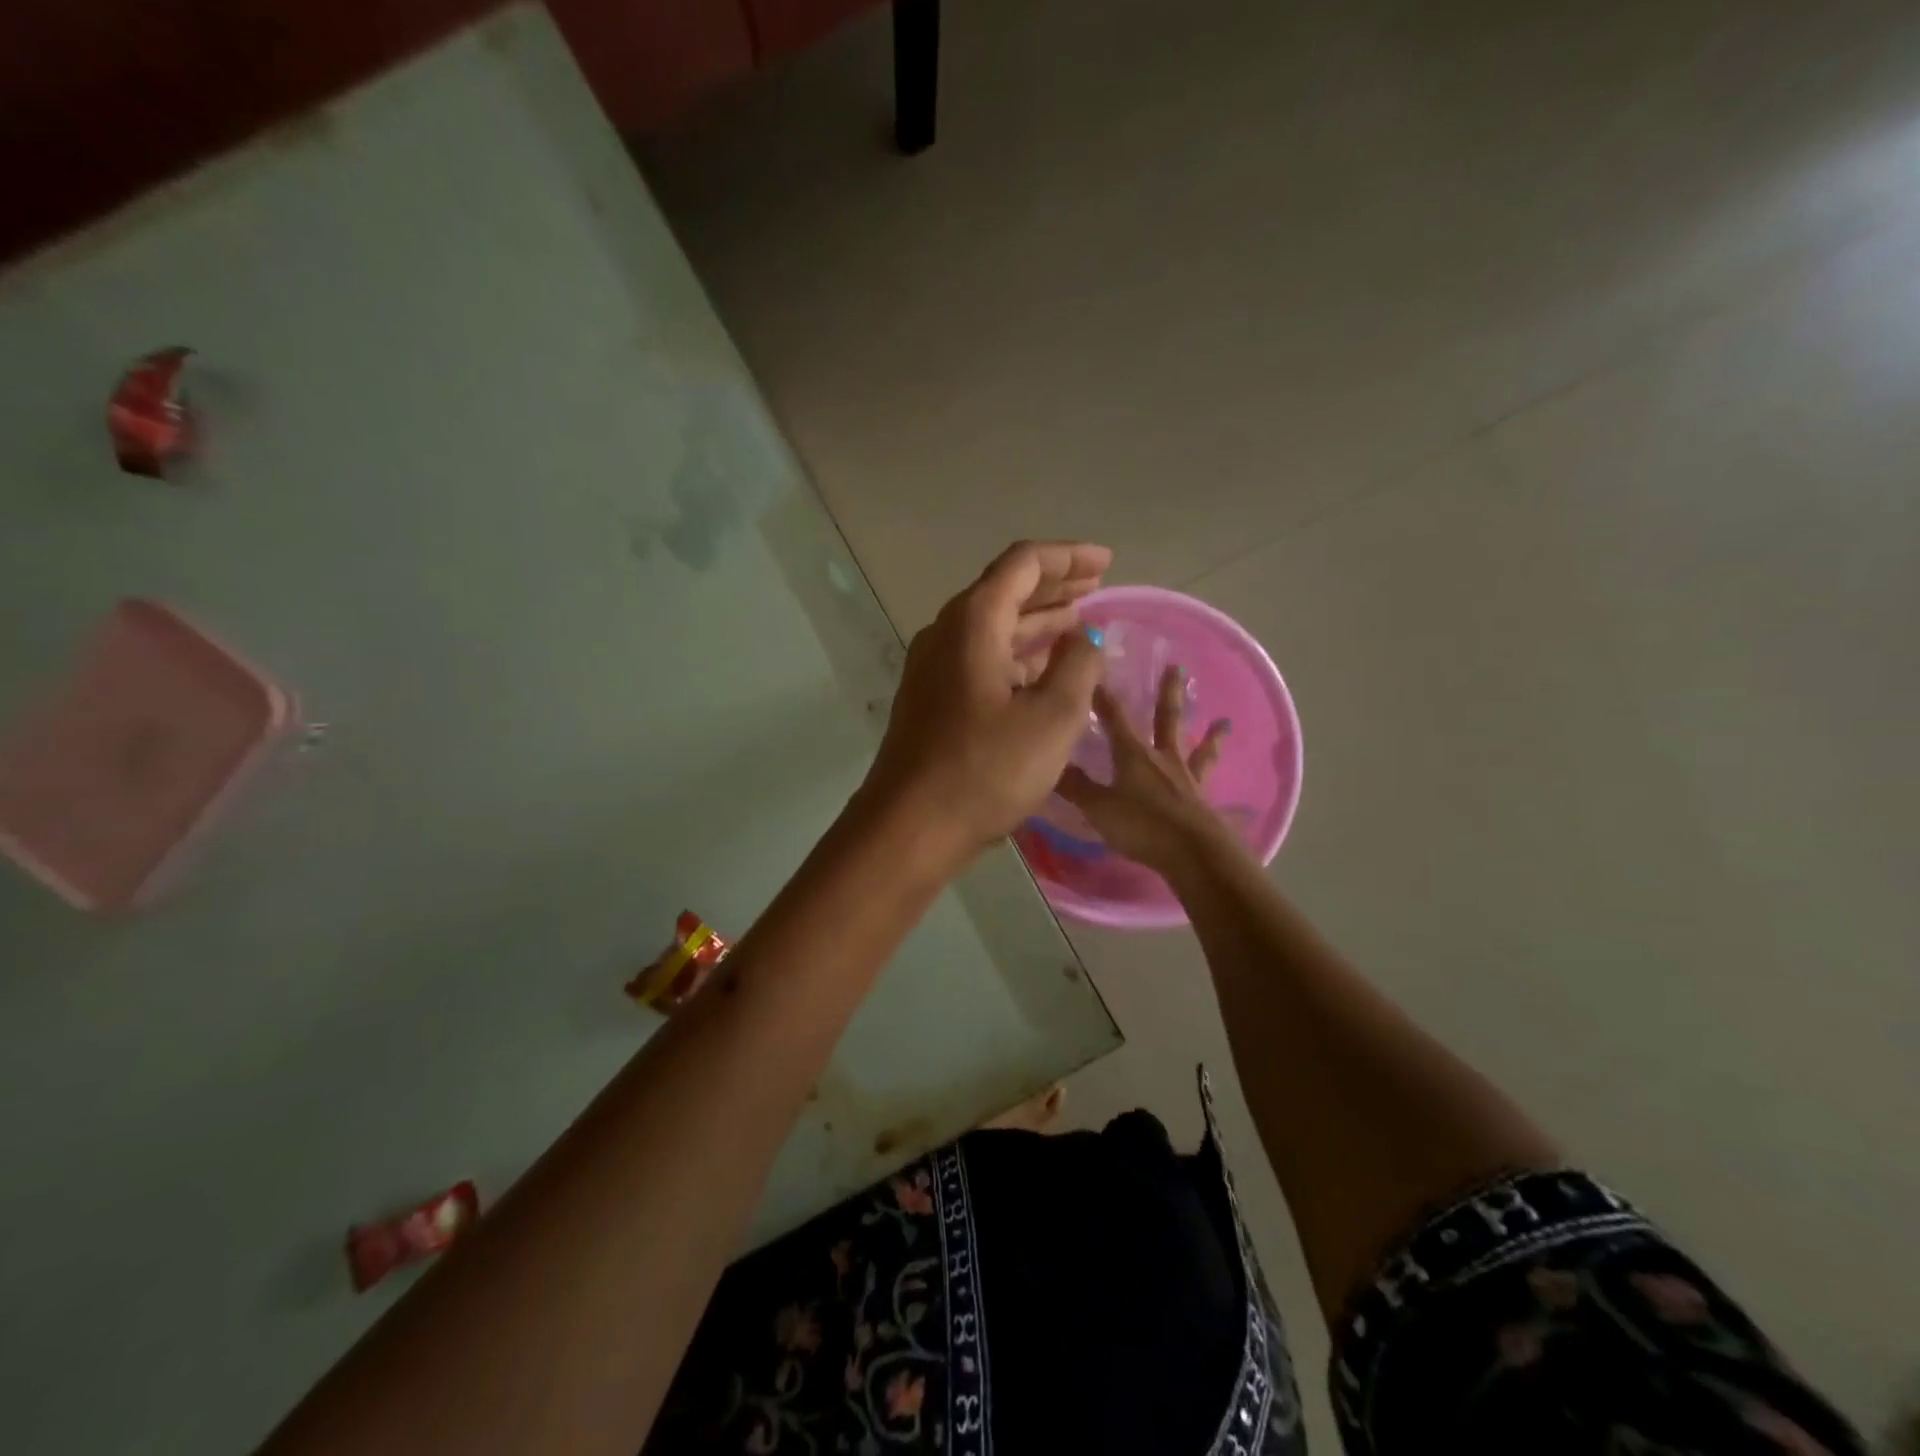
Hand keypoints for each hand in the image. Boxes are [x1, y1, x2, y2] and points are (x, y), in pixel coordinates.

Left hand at [863, 541, 1110, 867]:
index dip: (1068, 557)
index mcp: (973, 622)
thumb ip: (1079, 667)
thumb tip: (1086, 637)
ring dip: (1037, 623)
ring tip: (1079, 624)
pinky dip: (1017, 656)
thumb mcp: (1051, 717)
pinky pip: (981, 660)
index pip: (1023, 564)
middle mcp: (947, 634)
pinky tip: (1043, 670)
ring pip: (993, 628)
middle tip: (1098, 587)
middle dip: (1055, 587)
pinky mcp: (932, 700)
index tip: (1106, 563)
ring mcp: (934, 668)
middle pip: (1005, 592)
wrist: (910, 827)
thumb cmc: (985, 769)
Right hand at [1056, 665, 1234, 876]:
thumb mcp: (1099, 807)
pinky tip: (1235, 788)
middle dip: (1168, 693)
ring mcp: (1187, 779)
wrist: (1193, 852)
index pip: (1114, 716)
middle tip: (1177, 666)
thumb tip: (1049, 764)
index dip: (1103, 696)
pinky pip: (1211, 783)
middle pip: (1166, 719)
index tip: (1097, 671)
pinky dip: (1220, 782)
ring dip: (1211, 735)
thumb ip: (1075, 786)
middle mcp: (1163, 758)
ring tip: (1225, 721)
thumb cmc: (1141, 825)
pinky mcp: (1203, 801)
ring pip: (1198, 749)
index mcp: (1133, 754)